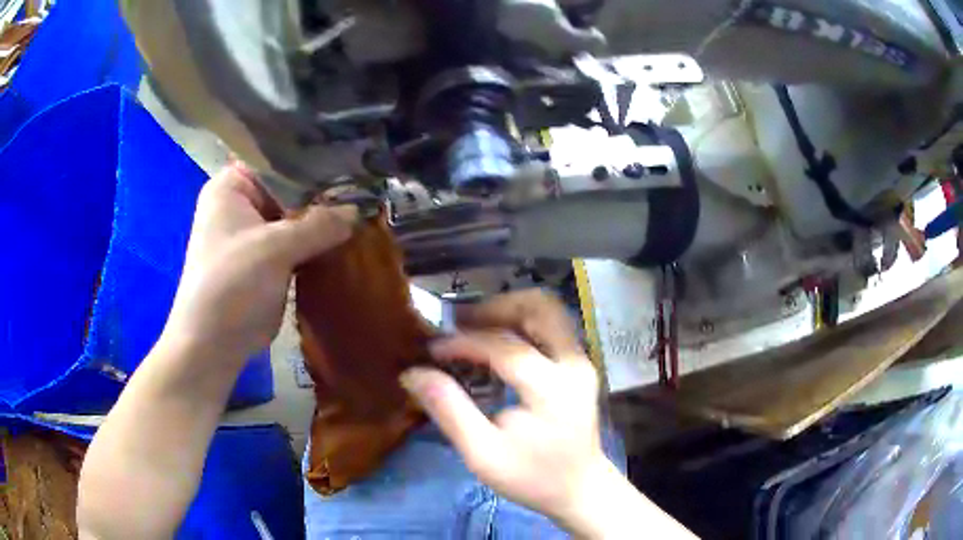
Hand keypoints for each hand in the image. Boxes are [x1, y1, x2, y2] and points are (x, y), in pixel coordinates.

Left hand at [164, 163, 357, 362]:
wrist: (214, 343)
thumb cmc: (232, 284)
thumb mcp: (275, 248)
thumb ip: (318, 225)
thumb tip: (358, 210)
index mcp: (232, 186)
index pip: (278, 159)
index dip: (313, 159)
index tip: (352, 159)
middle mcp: (242, 204)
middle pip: (290, 189)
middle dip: (324, 193)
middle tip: (366, 187)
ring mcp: (255, 234)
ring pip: (295, 218)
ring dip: (324, 221)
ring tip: (366, 210)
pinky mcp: (267, 260)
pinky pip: (297, 243)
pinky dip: (318, 244)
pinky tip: (350, 238)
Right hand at [399, 291, 615, 531]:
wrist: (579, 489)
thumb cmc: (532, 477)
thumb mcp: (482, 453)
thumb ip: (449, 410)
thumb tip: (413, 373)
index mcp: (551, 387)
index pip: (503, 346)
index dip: (462, 342)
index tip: (432, 350)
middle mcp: (573, 363)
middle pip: (538, 307)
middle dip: (494, 308)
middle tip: (459, 324)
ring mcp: (582, 361)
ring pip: (548, 311)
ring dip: (509, 312)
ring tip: (474, 329)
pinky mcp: (580, 366)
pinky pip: (551, 327)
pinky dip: (521, 325)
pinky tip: (497, 344)